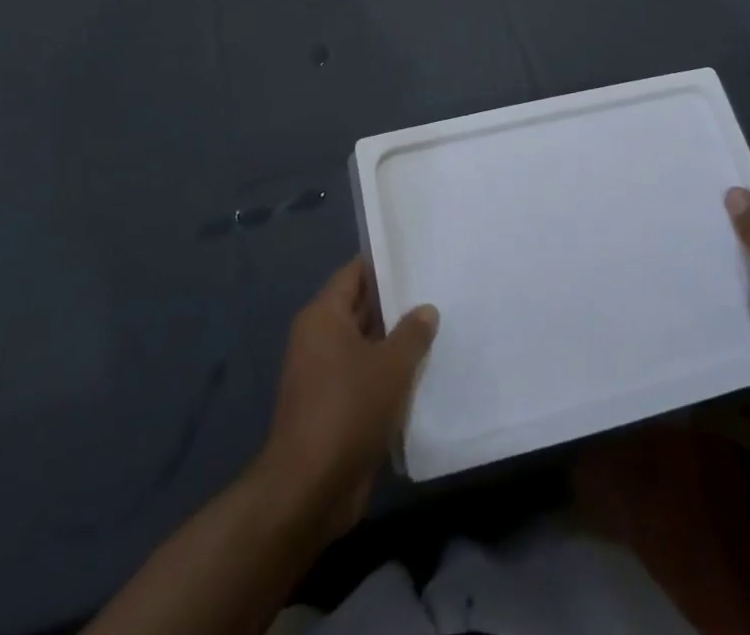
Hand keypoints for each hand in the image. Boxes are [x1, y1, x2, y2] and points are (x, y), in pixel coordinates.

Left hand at [255, 258, 438, 539]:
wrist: (308, 491)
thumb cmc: (347, 410)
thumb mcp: (390, 366)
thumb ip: (412, 333)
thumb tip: (425, 309)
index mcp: (323, 316)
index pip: (356, 273)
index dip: (386, 264)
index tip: (419, 258)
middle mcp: (319, 338)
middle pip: (362, 308)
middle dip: (397, 305)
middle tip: (439, 292)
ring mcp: (324, 375)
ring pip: (367, 346)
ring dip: (397, 345)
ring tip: (440, 330)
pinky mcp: (333, 408)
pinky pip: (366, 379)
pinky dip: (389, 377)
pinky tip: (424, 376)